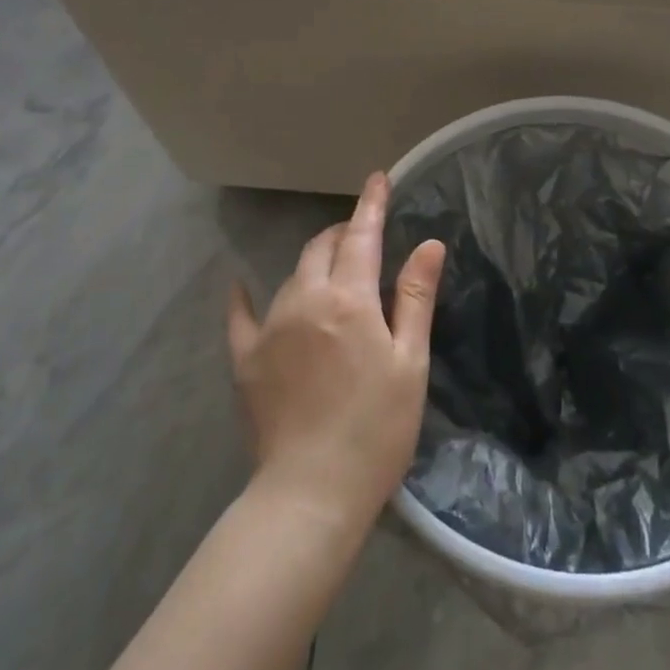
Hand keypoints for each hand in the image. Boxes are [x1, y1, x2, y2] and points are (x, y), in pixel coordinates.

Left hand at [228, 173, 446, 532]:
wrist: (313, 491)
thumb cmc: (378, 427)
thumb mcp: (410, 361)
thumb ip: (414, 296)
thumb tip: (429, 243)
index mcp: (349, 299)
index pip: (361, 236)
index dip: (371, 204)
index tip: (378, 178)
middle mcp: (304, 300)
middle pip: (321, 249)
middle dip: (342, 233)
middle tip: (361, 235)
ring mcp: (269, 328)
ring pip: (291, 276)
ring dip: (313, 264)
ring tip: (330, 273)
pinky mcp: (245, 358)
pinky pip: (240, 316)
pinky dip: (244, 296)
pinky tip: (240, 285)